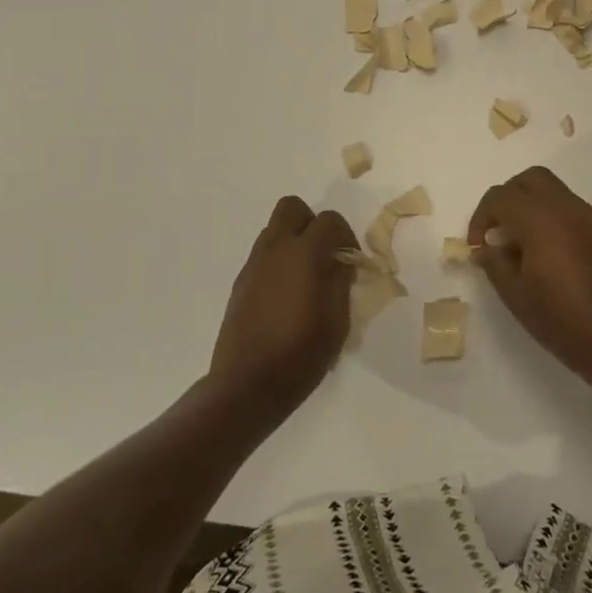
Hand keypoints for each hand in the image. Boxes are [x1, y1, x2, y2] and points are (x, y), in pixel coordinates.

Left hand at [210, 196, 358, 420]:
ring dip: (293, 240)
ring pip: (274, 229)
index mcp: (304, 254)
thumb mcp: (337, 321)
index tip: (351, 261)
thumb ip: (341, 281)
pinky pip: (263, 254)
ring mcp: (254, 264)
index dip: (346, 235)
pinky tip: (287, 295)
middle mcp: (276, 249)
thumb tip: (340, 261)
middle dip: (312, 222)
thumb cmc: (300, 354)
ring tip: (306, 277)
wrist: (247, 385)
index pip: (329, 220)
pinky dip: (279, 261)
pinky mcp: (240, 282)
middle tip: (325, 253)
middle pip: (292, 208)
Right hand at [469, 167, 591, 394]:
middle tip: (498, 231)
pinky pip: (570, 208)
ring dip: (530, 206)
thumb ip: (494, 263)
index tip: (478, 247)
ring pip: (553, 190)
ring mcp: (589, 218)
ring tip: (521, 245)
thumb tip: (485, 247)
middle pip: (529, 180)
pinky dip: (551, 217)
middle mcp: (566, 208)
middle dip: (507, 198)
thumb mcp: (515, 295)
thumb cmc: (562, 320)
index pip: (500, 197)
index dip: (481, 218)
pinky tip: (547, 253)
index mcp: (540, 219)